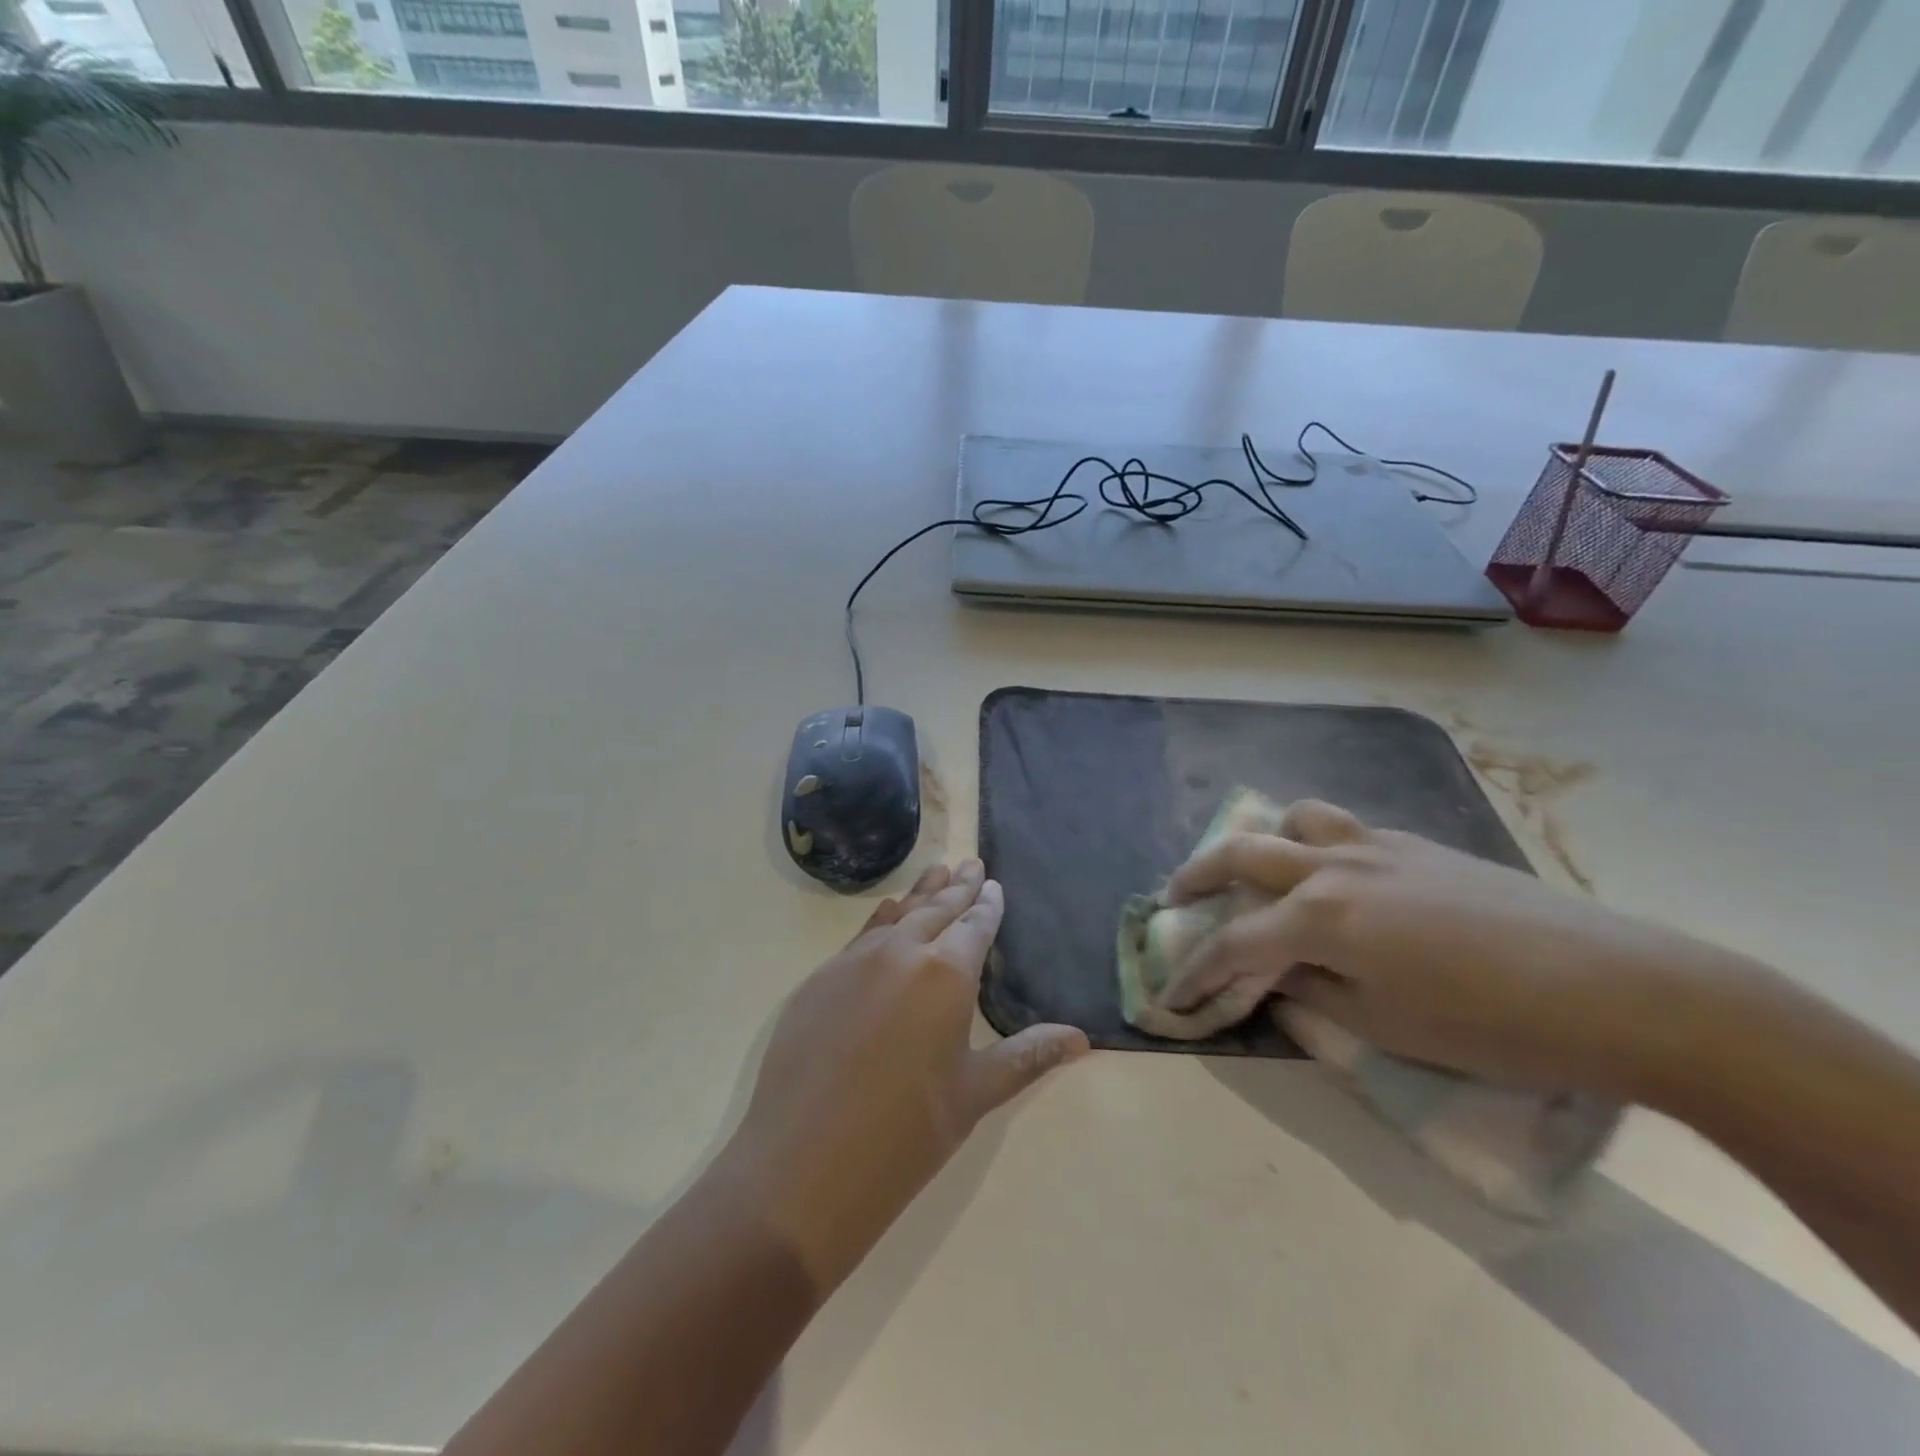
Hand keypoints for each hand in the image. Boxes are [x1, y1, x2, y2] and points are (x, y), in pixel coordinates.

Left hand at [722, 860, 1087, 1290]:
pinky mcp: (819, 980)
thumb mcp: (976, 1093)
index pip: (975, 925)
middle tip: (970, 863)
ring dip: (919, 894)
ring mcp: (854, 962)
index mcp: (946, 974)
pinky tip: (887, 916)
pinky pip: (861, 936)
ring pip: (896, 914)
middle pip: (936, 908)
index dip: (987, 905)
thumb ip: (1028, 1055)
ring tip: (936, 873)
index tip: (993, 884)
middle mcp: (901, 952)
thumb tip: (1081, 1039)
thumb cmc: (907, 1133)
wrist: (804, 1166)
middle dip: (957, 887)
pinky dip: (882, 920)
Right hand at [1164, 801, 1703, 1095]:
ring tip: (1259, 868)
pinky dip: (1319, 845)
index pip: (1233, 942)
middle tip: (1174, 896)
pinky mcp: (1421, 846)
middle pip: (1243, 853)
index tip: (1170, 996)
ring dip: (1264, 840)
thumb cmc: (1493, 1025)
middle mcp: (1335, 866)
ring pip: (1298, 819)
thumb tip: (1280, 975)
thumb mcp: (1387, 1026)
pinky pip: (1348, 830)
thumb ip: (1316, 993)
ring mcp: (1379, 847)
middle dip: (1197, 875)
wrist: (1622, 989)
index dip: (1195, 971)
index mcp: (1320, 915)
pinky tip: (1339, 878)